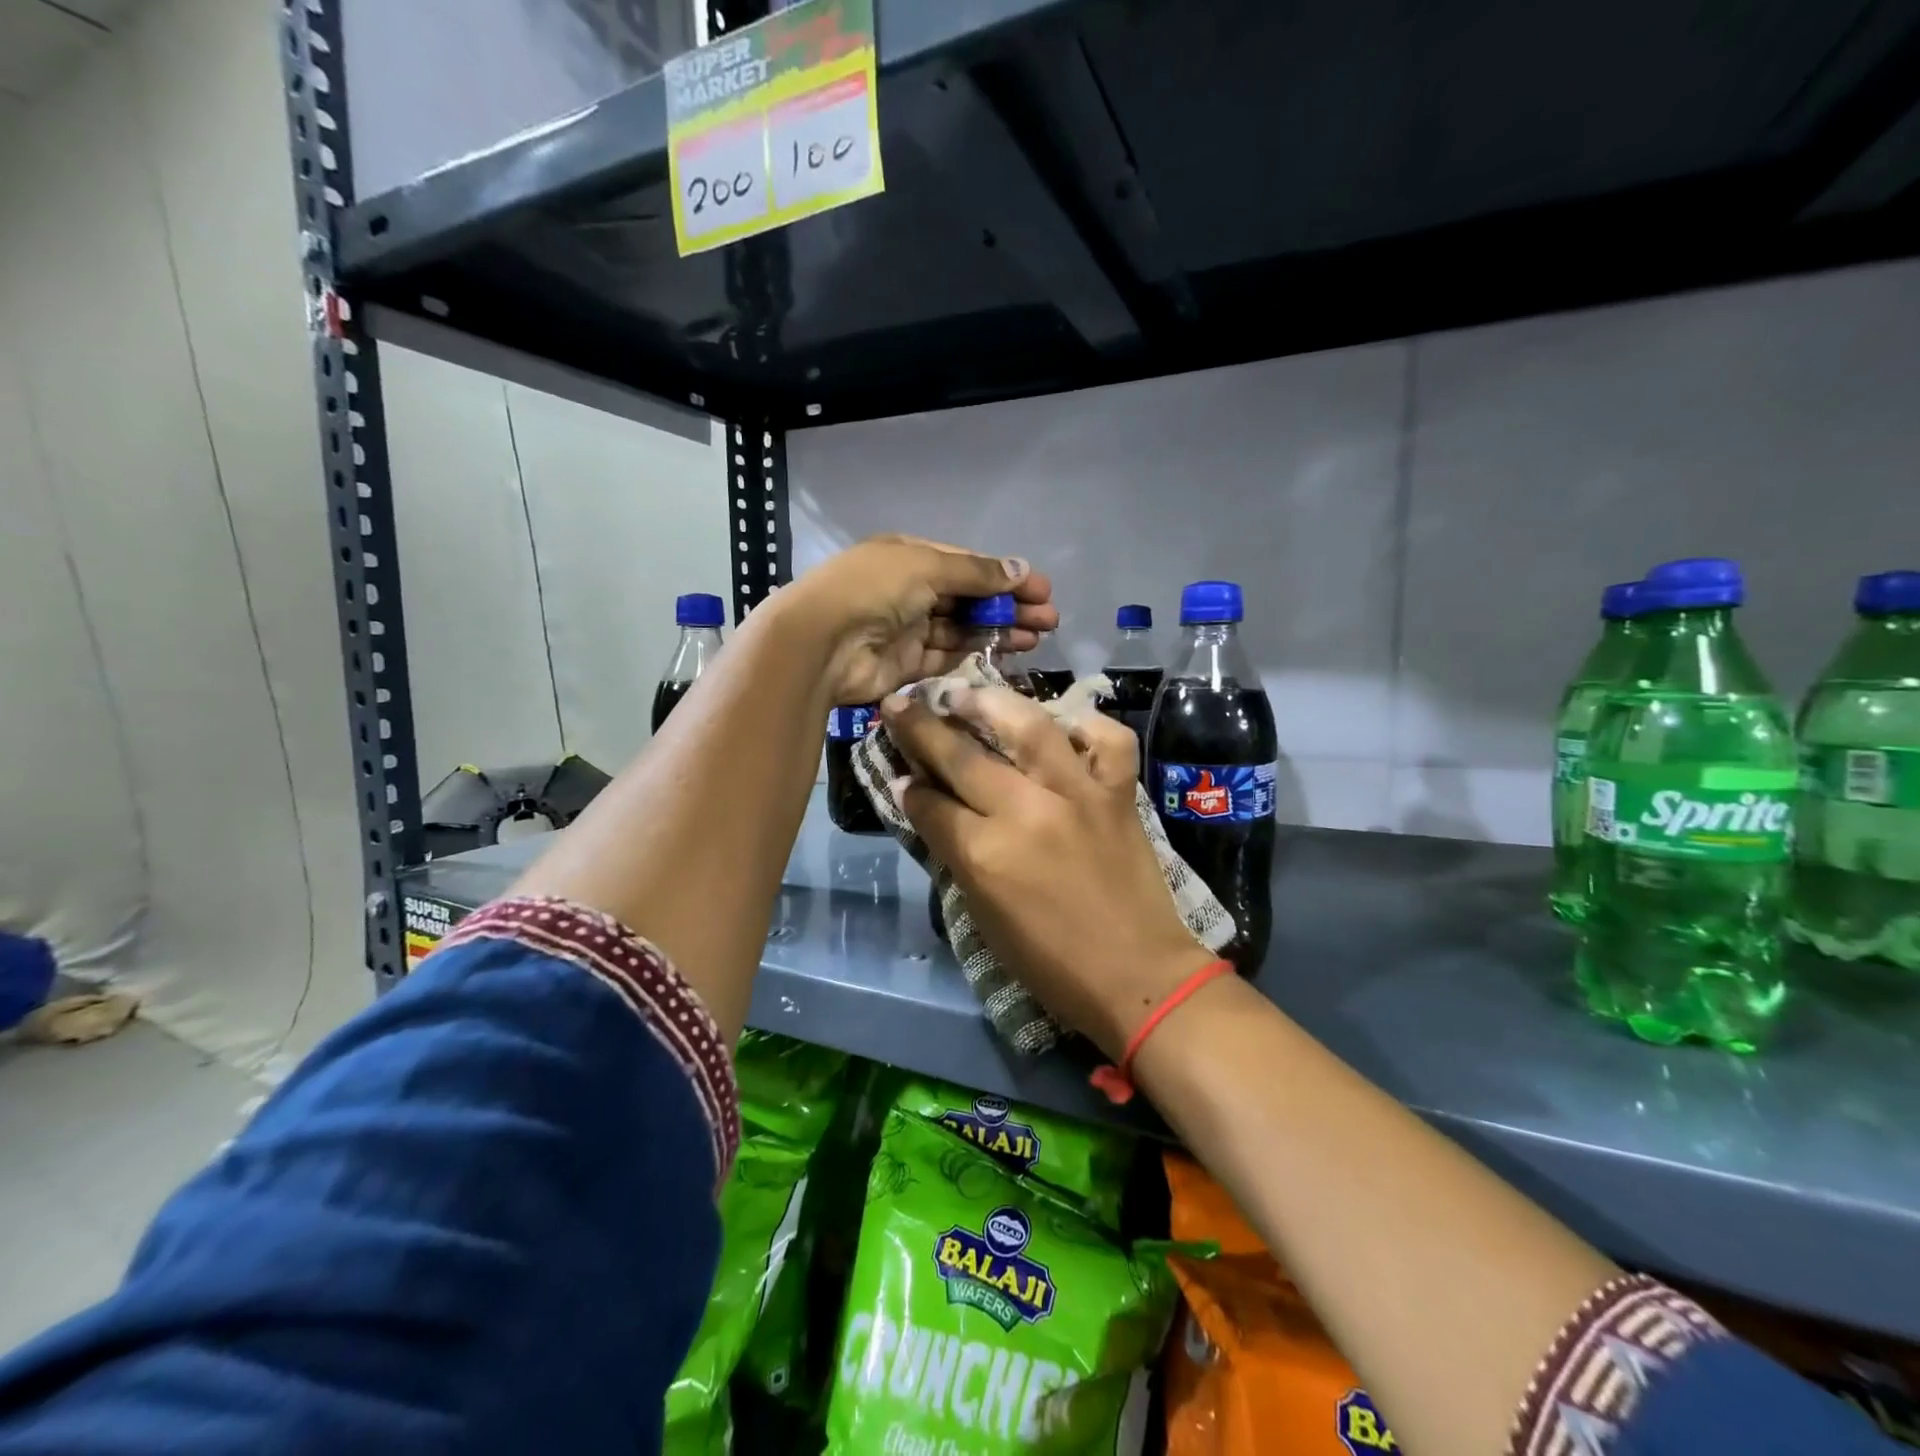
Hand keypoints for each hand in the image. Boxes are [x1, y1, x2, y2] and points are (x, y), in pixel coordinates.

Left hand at [773, 537, 1056, 704]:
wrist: (821, 643)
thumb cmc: (873, 590)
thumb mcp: (926, 566)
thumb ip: (976, 572)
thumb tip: (1021, 568)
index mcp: (910, 557)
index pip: (968, 566)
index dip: (1006, 577)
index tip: (1043, 590)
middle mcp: (910, 591)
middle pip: (969, 598)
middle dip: (1010, 606)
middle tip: (1049, 620)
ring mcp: (908, 629)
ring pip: (963, 629)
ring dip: (999, 631)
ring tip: (1037, 638)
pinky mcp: (907, 664)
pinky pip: (948, 657)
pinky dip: (976, 655)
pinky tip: (1006, 655)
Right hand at [882, 685, 1216, 1058]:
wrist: (1137, 977)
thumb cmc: (1050, 962)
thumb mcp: (984, 915)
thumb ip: (953, 853)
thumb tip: (926, 804)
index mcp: (985, 854)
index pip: (930, 803)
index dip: (909, 786)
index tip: (899, 770)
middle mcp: (1026, 811)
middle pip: (962, 756)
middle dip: (922, 727)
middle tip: (901, 704)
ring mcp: (1078, 795)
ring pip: (1029, 727)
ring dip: (990, 702)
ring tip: (965, 692)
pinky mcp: (1119, 794)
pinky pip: (1107, 741)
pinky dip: (1087, 726)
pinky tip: (1063, 725)